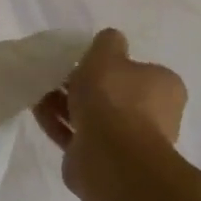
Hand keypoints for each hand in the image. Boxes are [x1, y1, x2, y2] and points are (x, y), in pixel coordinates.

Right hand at [33, 29, 187, 199]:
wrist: (110, 156)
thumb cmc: (113, 98)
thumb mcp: (107, 54)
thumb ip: (108, 42)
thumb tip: (110, 40)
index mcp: (164, 88)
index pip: (138, 70)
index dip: (110, 64)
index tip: (84, 61)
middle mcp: (153, 116)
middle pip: (113, 94)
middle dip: (83, 86)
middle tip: (57, 75)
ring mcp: (128, 141)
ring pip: (93, 116)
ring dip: (66, 104)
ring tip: (39, 90)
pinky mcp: (103, 159)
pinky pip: (77, 135)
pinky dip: (58, 123)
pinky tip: (36, 110)